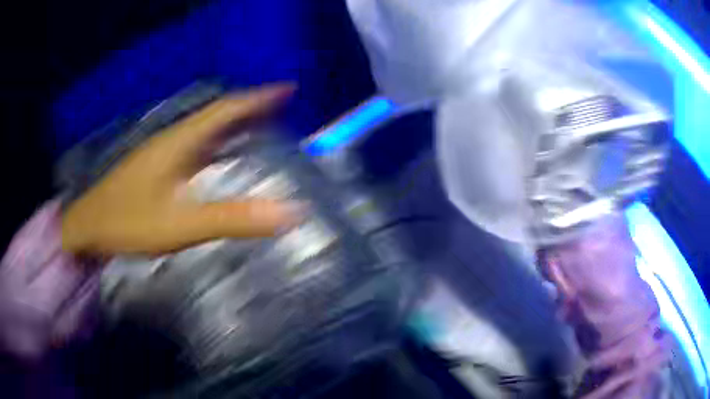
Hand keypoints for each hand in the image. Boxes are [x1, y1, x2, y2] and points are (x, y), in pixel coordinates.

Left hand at [62, 84, 302, 255]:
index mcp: (180, 142)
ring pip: (205, 131)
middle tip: (281, 110)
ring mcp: (162, 154)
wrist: (88, 227)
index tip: (287, 90)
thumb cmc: (129, 222)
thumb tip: (287, 212)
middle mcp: (173, 140)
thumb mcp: (181, 225)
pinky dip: (215, 145)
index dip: (258, 98)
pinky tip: (219, 157)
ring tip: (259, 129)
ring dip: (233, 126)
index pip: (226, 110)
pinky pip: (194, 148)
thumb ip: (231, 218)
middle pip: (217, 116)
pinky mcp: (156, 168)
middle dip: (250, 110)